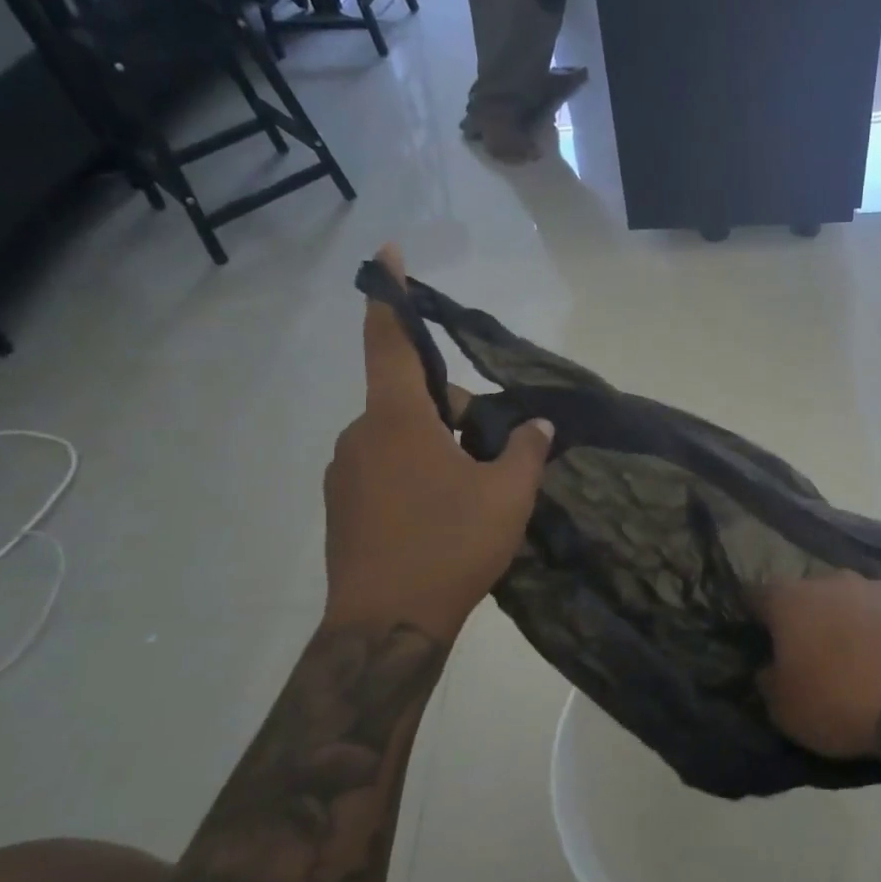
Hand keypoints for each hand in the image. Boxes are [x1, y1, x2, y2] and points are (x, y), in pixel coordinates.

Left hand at [322, 245, 553, 636]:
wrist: (386, 627)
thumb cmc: (449, 546)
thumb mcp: (507, 495)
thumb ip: (526, 450)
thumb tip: (537, 426)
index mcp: (397, 420)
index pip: (391, 341)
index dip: (390, 295)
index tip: (387, 254)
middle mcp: (361, 436)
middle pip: (413, 401)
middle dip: (456, 412)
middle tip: (498, 454)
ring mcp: (345, 474)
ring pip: (400, 439)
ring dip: (438, 448)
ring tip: (475, 495)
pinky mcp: (343, 508)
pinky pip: (385, 470)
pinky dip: (416, 476)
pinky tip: (444, 518)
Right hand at [755, 573, 880, 759]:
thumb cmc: (843, 700)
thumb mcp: (787, 710)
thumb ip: (768, 683)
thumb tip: (767, 670)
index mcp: (790, 600)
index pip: (756, 596)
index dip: (753, 617)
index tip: (757, 639)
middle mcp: (831, 580)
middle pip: (808, 595)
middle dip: (806, 619)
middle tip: (809, 654)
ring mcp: (878, 585)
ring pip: (851, 600)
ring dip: (849, 622)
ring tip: (857, 659)